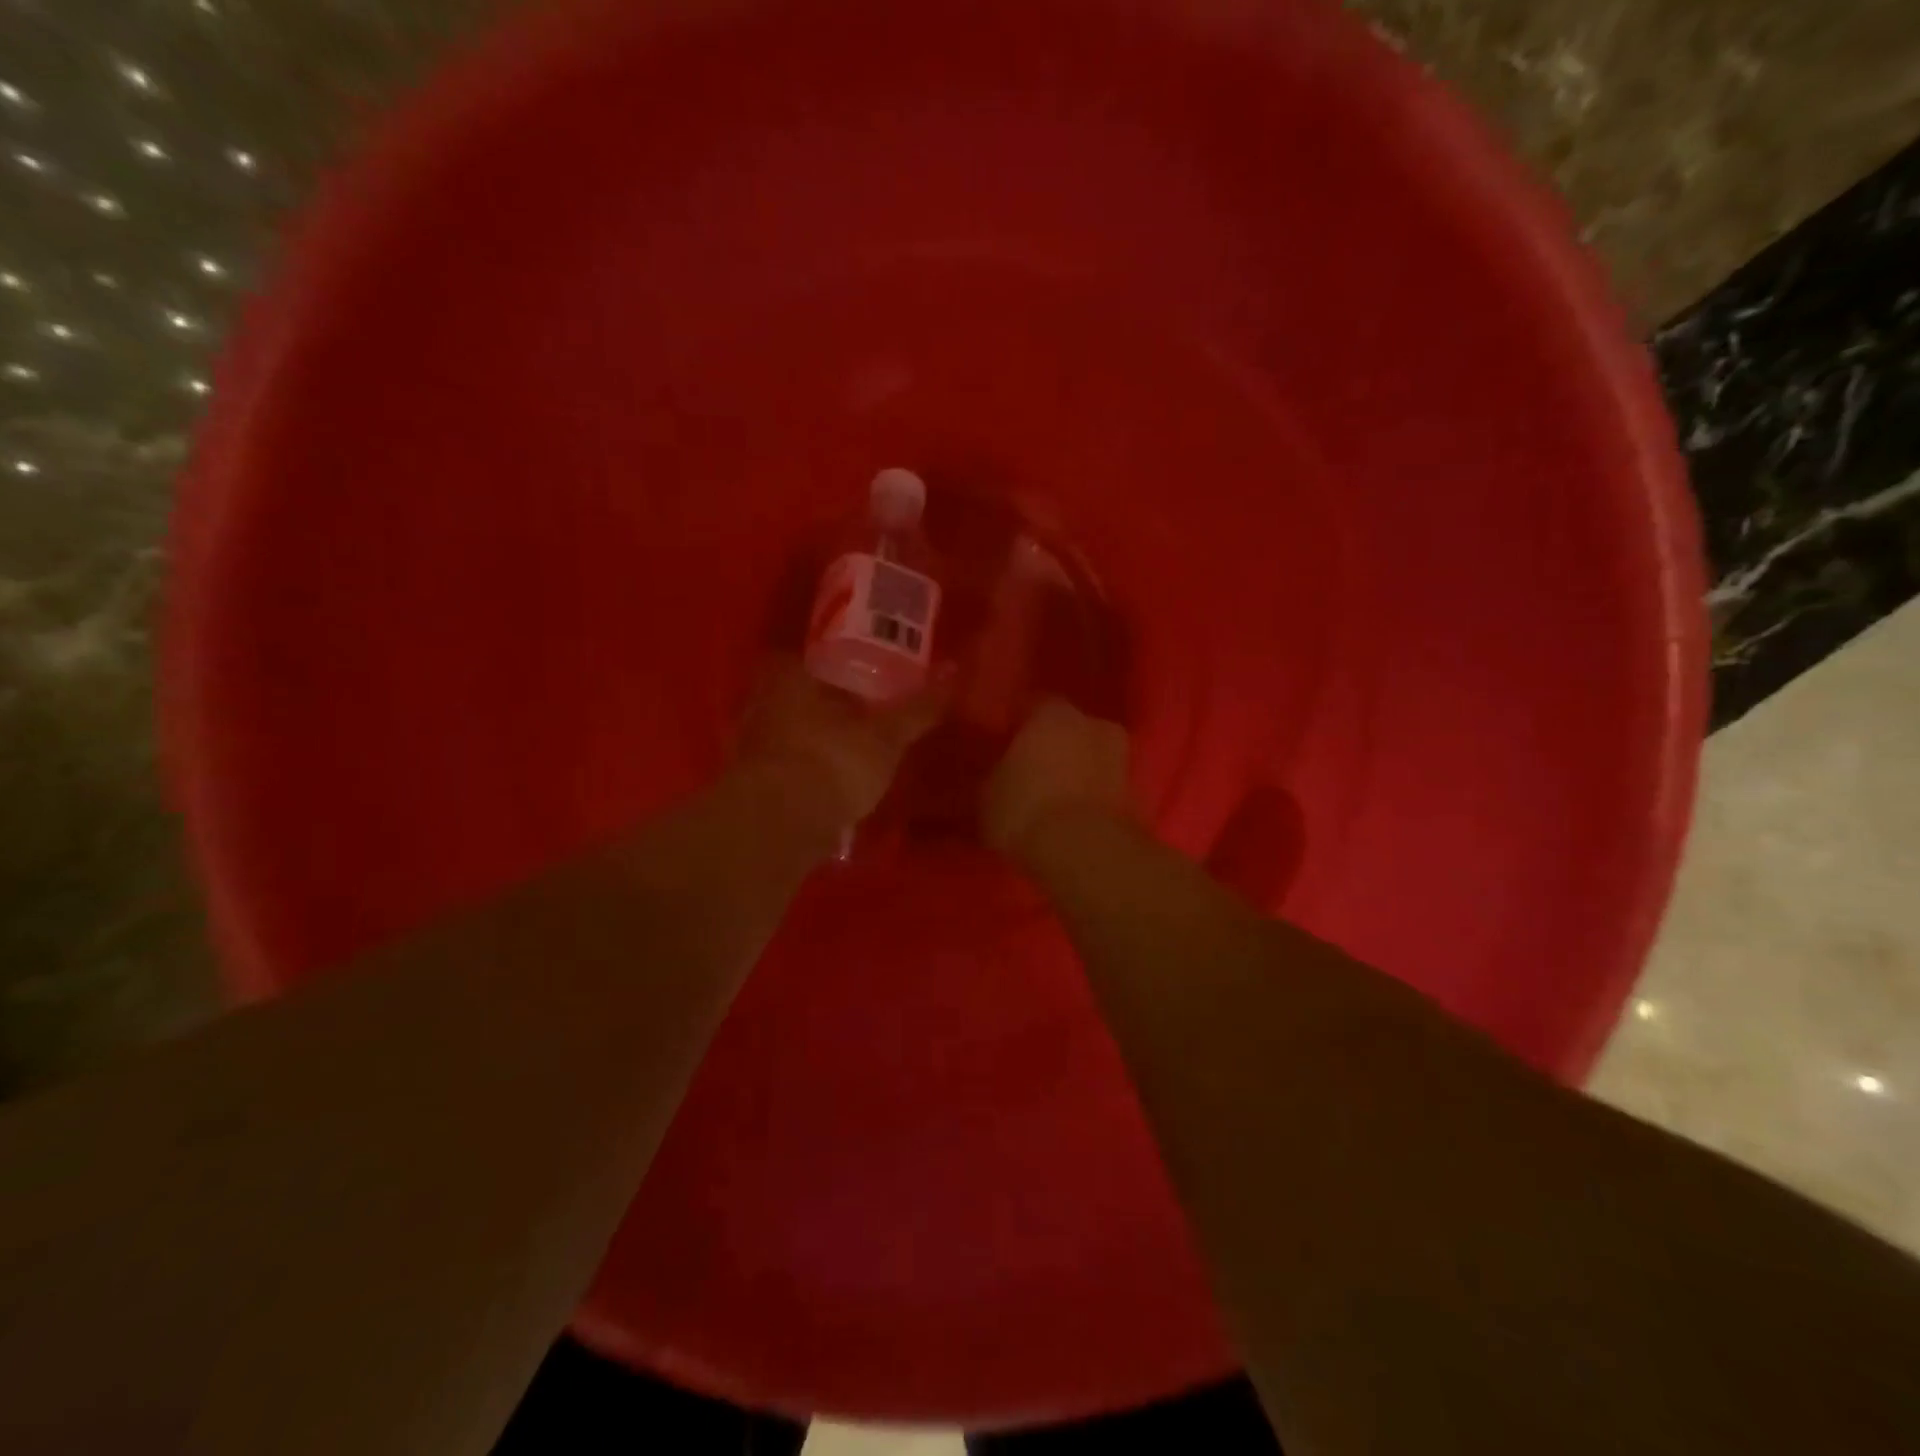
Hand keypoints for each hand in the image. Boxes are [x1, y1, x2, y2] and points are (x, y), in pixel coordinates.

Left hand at [738, 657, 949, 828]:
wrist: (780, 825)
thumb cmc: (834, 761)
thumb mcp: (887, 736)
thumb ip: (918, 708)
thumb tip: (953, 670)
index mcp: (790, 676)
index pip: (815, 658)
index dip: (842, 669)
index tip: (866, 682)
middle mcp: (762, 702)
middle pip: (800, 696)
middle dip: (827, 707)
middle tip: (862, 718)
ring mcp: (750, 744)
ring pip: (789, 732)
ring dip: (813, 741)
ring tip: (848, 754)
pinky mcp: (749, 783)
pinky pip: (782, 767)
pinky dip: (802, 773)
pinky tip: (826, 786)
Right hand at [984, 697, 1132, 858]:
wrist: (1086, 852)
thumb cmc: (1027, 809)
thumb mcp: (989, 794)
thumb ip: (997, 774)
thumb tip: (1001, 773)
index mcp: (1053, 713)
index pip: (1032, 706)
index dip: (1018, 725)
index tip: (1006, 743)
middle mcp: (1092, 724)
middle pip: (1068, 729)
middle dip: (1053, 746)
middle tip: (1032, 769)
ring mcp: (1120, 757)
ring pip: (1090, 756)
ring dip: (1076, 770)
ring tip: (1053, 796)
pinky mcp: (1135, 792)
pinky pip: (1103, 785)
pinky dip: (1091, 795)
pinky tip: (1072, 815)